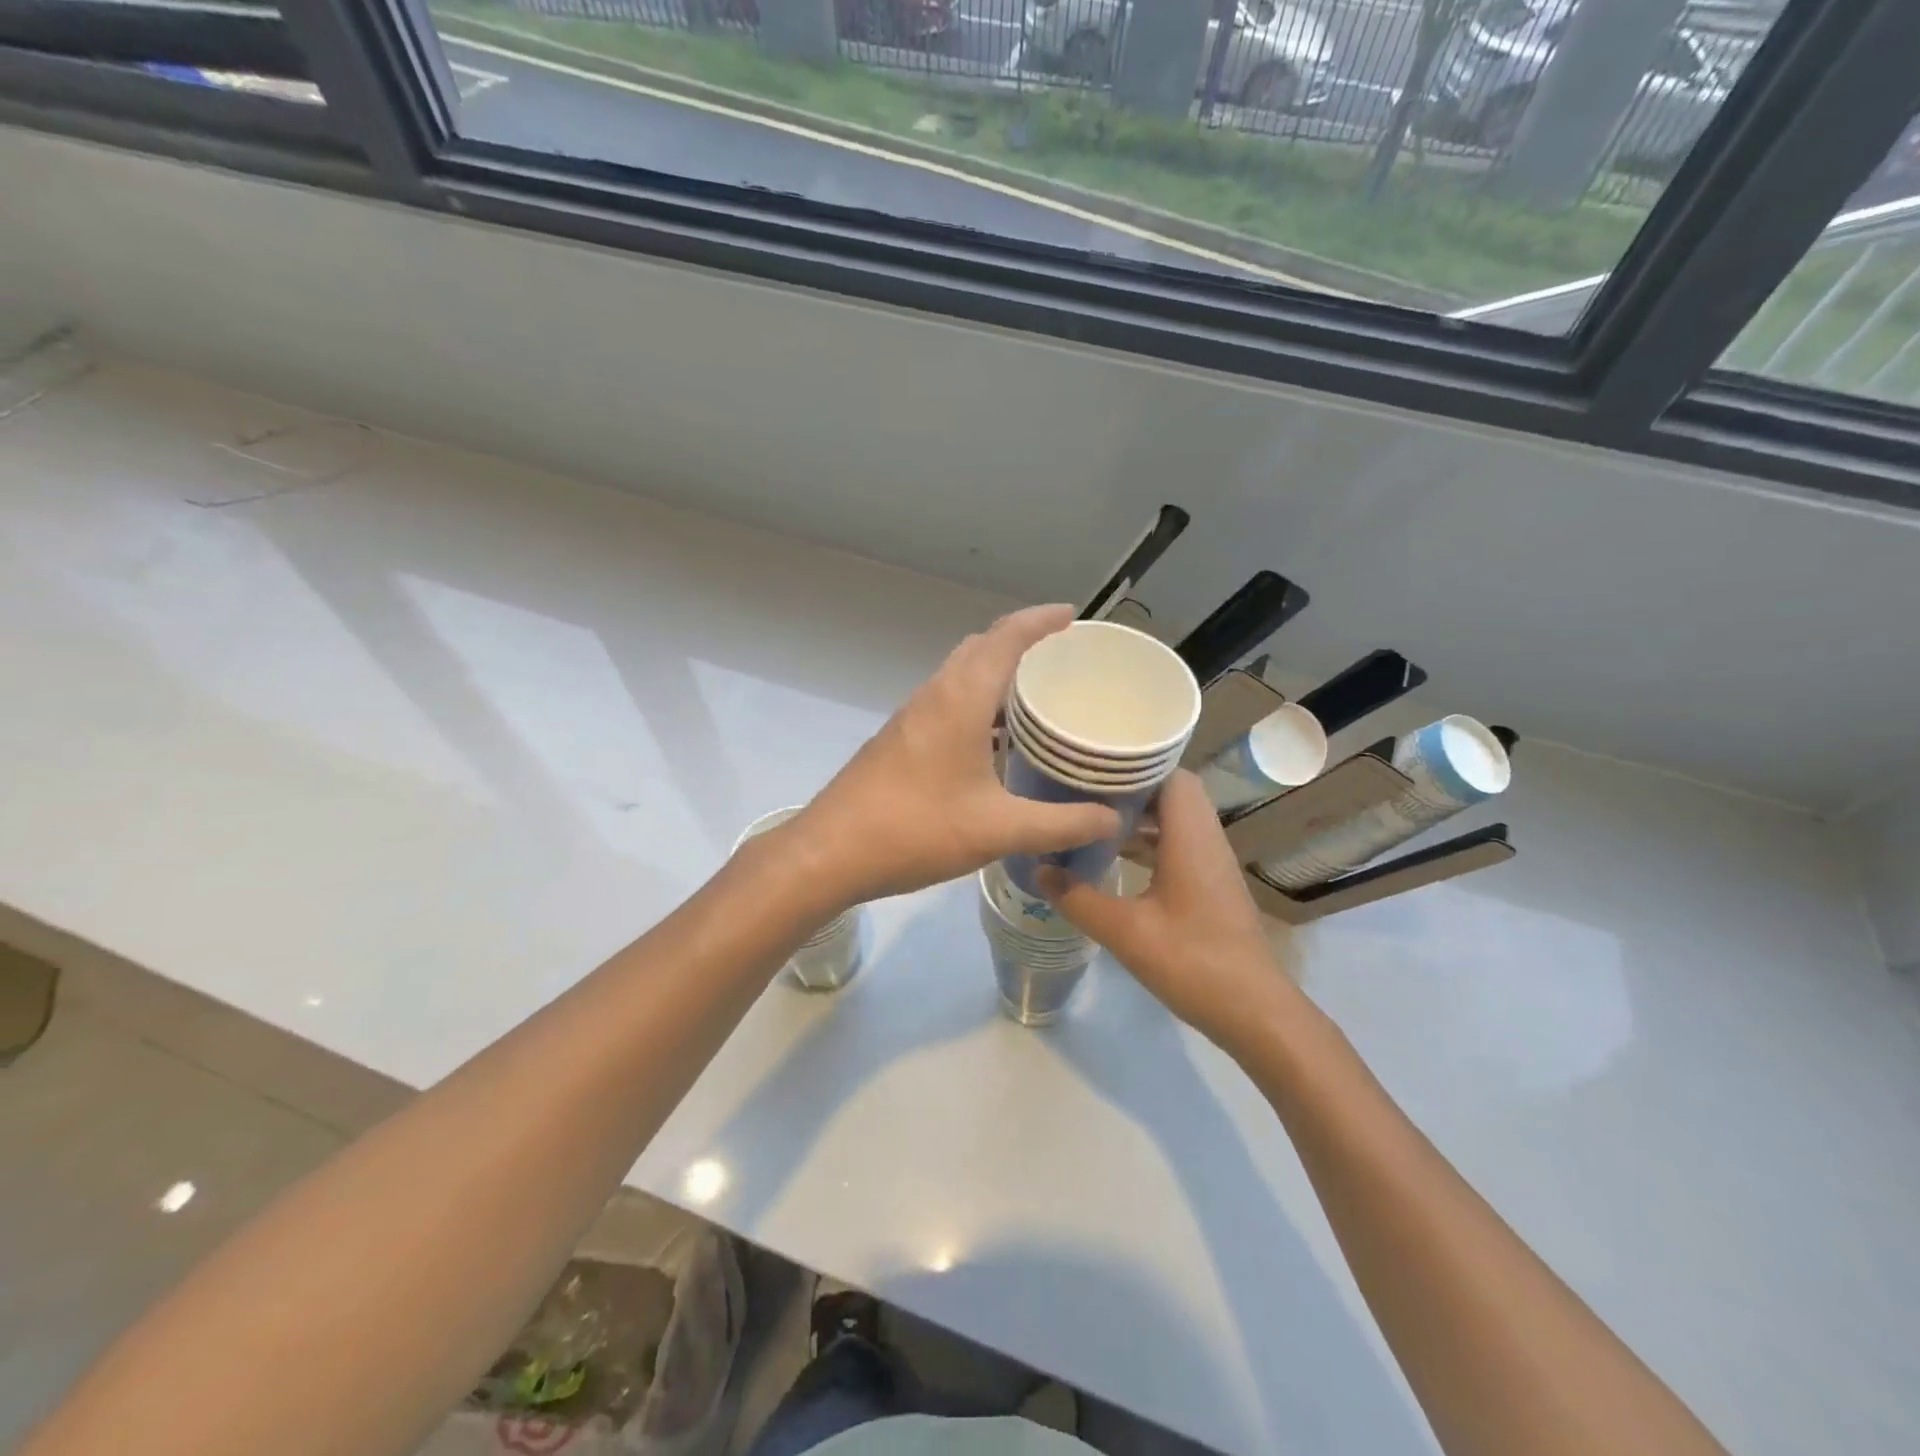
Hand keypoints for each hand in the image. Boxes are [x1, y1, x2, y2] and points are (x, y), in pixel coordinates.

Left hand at [791, 605, 1120, 905]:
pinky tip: (994, 739)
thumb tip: (1112, 818)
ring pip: (959, 674)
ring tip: (1036, 694)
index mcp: (960, 699)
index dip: (1040, 620)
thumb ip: (1060, 824)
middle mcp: (934, 696)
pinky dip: (976, 700)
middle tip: (1062, 658)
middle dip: (1020, 641)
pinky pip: (946, 701)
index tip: (1072, 616)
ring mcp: (911, 717)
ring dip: (995, 671)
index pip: (1005, 638)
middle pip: (980, 647)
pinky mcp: (899, 740)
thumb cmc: (916, 830)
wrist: (831, 852)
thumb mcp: (998, 830)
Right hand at [1044, 769, 1300, 1052]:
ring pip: (1175, 820)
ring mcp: (1212, 864)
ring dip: (1139, 816)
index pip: (1171, 775)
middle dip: (1130, 788)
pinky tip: (1117, 859)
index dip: (1135, 764)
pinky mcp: (1211, 885)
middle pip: (1172, 793)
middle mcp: (1206, 840)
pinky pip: (1179, 844)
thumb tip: (1039, 871)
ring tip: (1092, 817)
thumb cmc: (1192, 962)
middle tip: (1084, 790)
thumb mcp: (1125, 932)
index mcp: (1190, 838)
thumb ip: (1078, 899)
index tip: (1093, 767)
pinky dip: (1150, 841)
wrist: (1255, 1011)